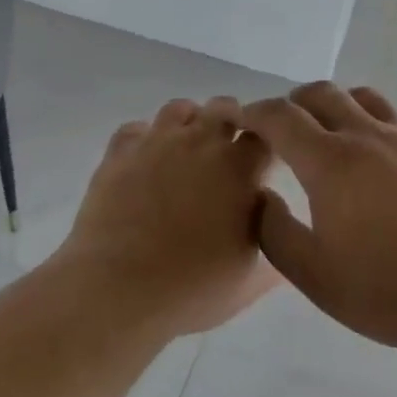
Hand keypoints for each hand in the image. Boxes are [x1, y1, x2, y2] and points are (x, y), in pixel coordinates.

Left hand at [56, 97, 280, 336]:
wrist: (118, 289)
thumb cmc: (193, 287)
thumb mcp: (250, 279)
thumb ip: (273, 242)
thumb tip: (278, 223)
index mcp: (239, 167)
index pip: (266, 133)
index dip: (269, 143)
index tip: (264, 163)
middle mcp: (200, 141)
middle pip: (225, 107)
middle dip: (233, 122)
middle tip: (227, 155)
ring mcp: (156, 142)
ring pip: (179, 108)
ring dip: (189, 123)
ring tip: (186, 152)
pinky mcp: (119, 153)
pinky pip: (135, 129)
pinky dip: (144, 139)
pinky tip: (145, 162)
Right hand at [234, 83, 396, 357]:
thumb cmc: (389, 290)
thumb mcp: (315, 276)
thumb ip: (275, 233)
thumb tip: (262, 198)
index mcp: (331, 162)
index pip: (281, 117)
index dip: (255, 113)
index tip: (242, 121)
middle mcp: (367, 136)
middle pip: (322, 93)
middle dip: (293, 102)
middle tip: (282, 128)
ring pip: (364, 97)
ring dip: (336, 104)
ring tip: (330, 131)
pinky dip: (374, 120)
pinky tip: (379, 151)